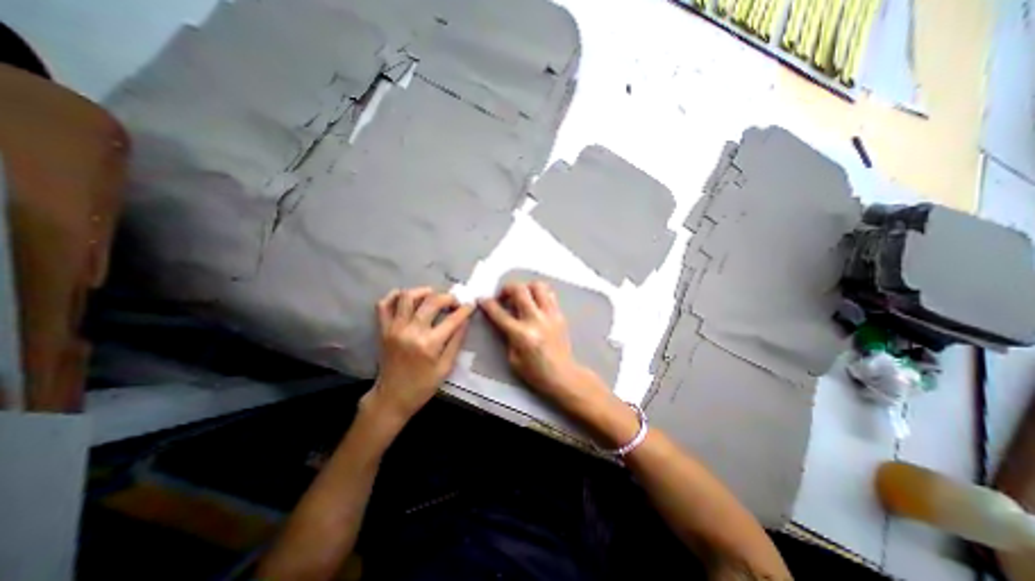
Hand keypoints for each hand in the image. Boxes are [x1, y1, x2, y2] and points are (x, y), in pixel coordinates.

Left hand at [365, 286, 473, 426]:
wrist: (392, 397)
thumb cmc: (423, 386)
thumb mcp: (446, 368)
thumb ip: (456, 342)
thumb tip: (465, 321)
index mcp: (429, 344)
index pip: (452, 319)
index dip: (465, 309)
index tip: (471, 305)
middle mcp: (411, 331)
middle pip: (431, 302)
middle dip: (447, 298)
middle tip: (454, 302)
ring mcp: (394, 328)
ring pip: (407, 297)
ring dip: (423, 292)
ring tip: (432, 295)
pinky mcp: (383, 329)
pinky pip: (383, 305)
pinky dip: (394, 296)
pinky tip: (406, 298)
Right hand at [479, 281, 589, 399]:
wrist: (562, 375)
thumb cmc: (535, 372)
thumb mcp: (512, 358)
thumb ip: (507, 336)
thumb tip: (503, 319)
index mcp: (521, 334)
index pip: (499, 313)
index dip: (487, 304)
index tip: (482, 299)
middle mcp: (536, 320)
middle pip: (519, 290)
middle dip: (506, 288)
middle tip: (503, 296)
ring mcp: (550, 315)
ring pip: (538, 286)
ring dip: (526, 287)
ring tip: (522, 296)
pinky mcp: (560, 314)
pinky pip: (549, 294)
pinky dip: (539, 294)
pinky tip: (535, 303)